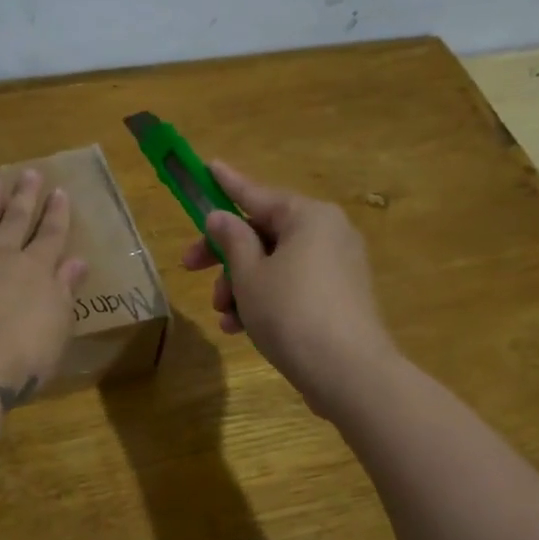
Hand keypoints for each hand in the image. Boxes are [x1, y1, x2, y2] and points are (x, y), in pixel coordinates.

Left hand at [0, 169, 88, 408]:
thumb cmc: (24, 353)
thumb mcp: (58, 324)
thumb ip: (65, 289)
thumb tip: (77, 261)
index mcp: (36, 269)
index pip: (50, 235)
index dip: (57, 214)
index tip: (60, 192)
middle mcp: (0, 257)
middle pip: (14, 220)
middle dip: (24, 197)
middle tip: (29, 173)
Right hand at [182, 160, 395, 414]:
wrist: (348, 373)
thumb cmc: (290, 312)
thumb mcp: (249, 275)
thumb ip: (231, 241)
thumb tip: (220, 217)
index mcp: (308, 217)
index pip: (257, 194)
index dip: (226, 184)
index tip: (207, 166)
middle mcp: (328, 233)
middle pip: (263, 233)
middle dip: (225, 256)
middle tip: (190, 267)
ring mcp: (338, 266)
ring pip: (275, 264)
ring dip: (242, 285)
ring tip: (224, 315)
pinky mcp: (340, 298)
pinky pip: (293, 286)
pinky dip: (266, 300)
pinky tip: (242, 328)